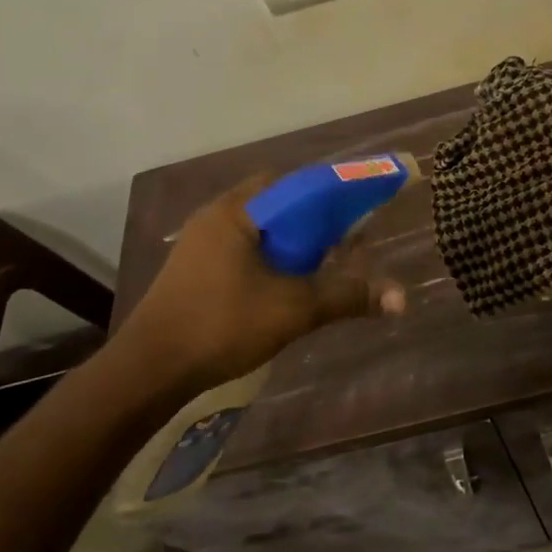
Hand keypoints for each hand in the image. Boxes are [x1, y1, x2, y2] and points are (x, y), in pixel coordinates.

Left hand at [122, 176, 405, 391]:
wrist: (150, 369)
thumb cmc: (222, 325)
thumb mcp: (294, 309)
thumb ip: (347, 296)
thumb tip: (401, 298)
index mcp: (237, 212)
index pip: (294, 183)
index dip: (332, 191)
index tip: (361, 207)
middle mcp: (216, 217)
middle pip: (277, 204)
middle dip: (314, 219)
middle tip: (347, 238)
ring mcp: (200, 244)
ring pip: (259, 229)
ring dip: (292, 241)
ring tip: (323, 261)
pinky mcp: (194, 270)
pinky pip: (243, 249)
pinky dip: (271, 258)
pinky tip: (287, 283)